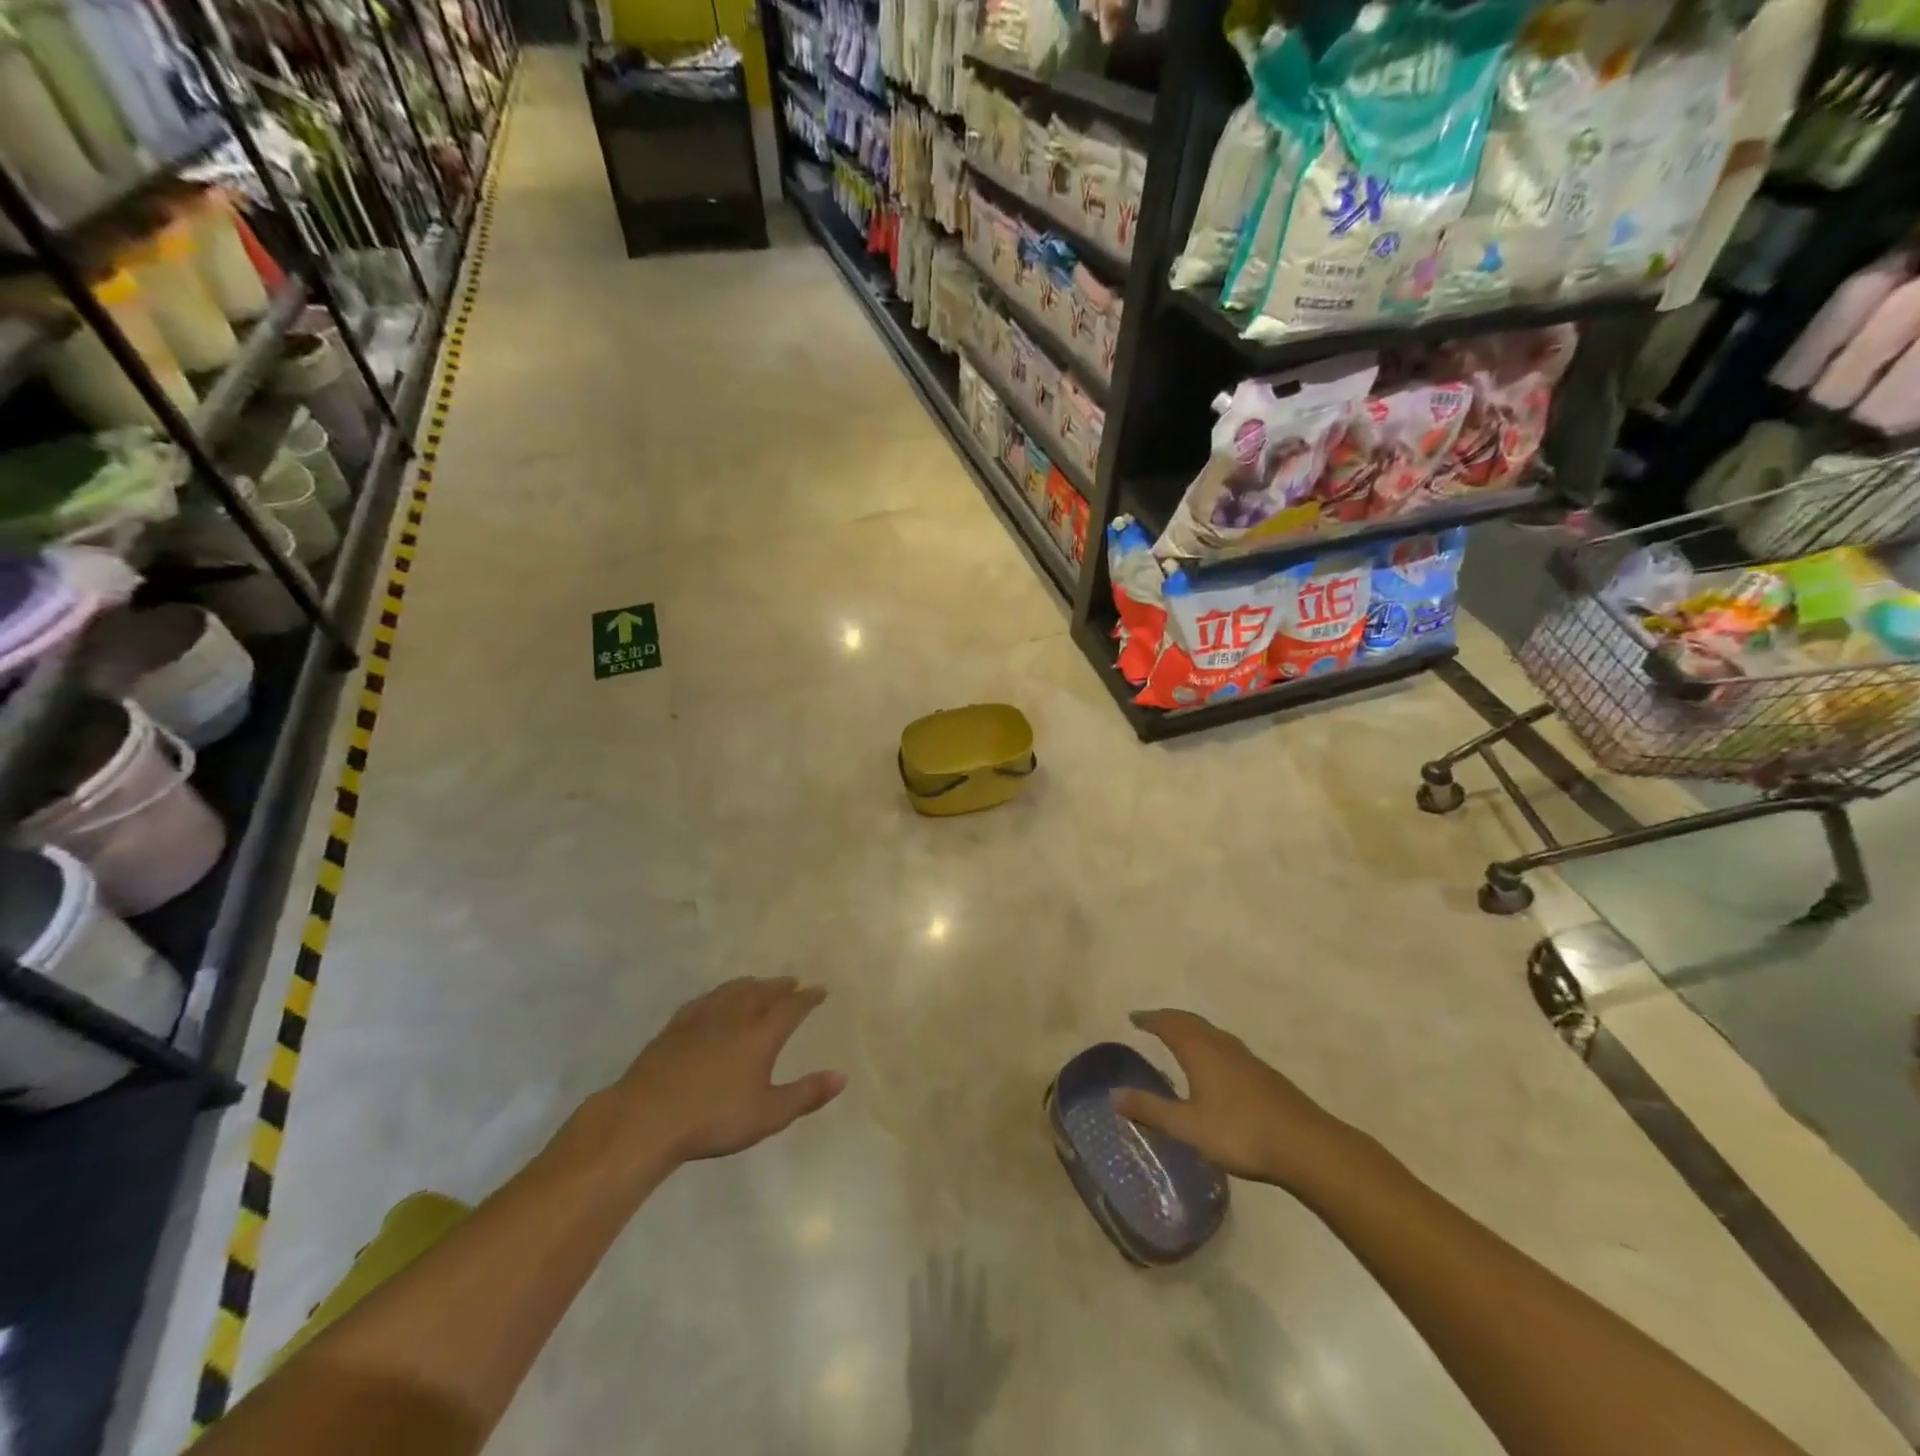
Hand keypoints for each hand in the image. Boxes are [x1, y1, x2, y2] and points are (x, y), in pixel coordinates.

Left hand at [611, 977, 845, 1165]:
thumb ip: (806, 1094)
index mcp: (761, 1033)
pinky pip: (705, 1000)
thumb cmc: (714, 1118)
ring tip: (759, 983)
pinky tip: (715, 999)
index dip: (808, 998)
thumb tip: (842, 1076)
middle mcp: (735, 1016)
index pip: (791, 1007)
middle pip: (763, 992)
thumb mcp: (768, 1114)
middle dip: (781, 986)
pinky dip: (719, 994)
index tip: (820, 990)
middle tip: (793, 982)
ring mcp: (702, 1017)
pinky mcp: (676, 1026)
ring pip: (733, 991)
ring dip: (751, 985)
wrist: (647, 1118)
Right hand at [1111, 1009, 1357, 1190]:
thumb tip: (1114, 1094)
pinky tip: (1213, 1064)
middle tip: (1151, 1021)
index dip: (1150, 1019)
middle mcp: (1221, 1045)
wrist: (1306, 1146)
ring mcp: (1246, 1058)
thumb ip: (1151, 1109)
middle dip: (1168, 1018)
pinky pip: (1225, 1046)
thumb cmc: (1240, 1133)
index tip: (1134, 1017)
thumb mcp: (1188, 1126)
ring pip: (1210, 1032)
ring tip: (1178, 1037)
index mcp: (1200, 1050)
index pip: (1169, 1024)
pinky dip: (1208, 1043)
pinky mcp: (1263, 1074)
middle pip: (1190, 1021)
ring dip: (1190, 1029)